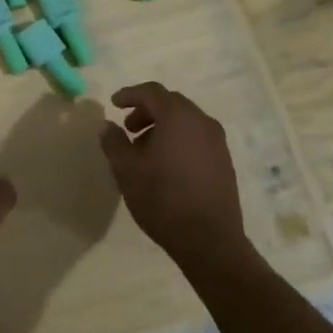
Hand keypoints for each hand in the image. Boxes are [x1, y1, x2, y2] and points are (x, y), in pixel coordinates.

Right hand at [98, 83, 248, 261]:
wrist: (210, 241)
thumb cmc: (163, 200)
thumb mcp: (126, 170)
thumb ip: (114, 142)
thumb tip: (108, 125)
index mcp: (178, 118)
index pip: (152, 92)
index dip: (130, 94)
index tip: (113, 104)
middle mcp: (202, 122)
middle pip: (171, 103)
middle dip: (147, 110)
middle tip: (128, 128)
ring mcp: (217, 142)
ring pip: (186, 120)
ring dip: (163, 125)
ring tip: (144, 150)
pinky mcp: (224, 161)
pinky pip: (197, 137)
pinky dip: (178, 138)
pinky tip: (166, 164)